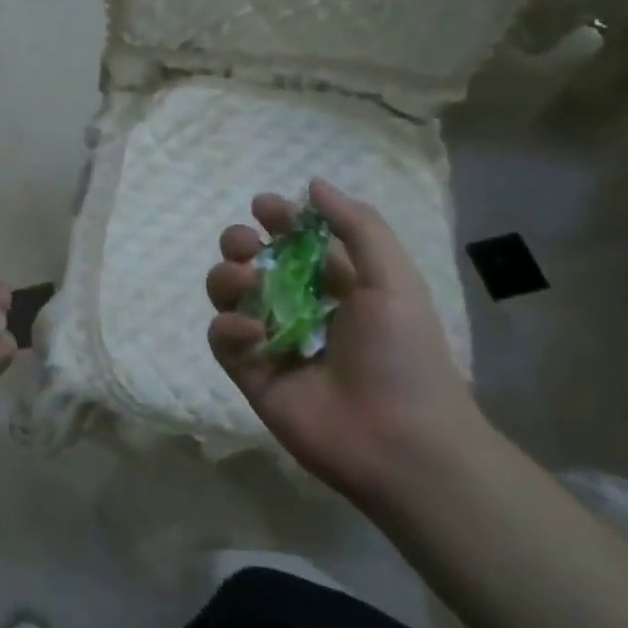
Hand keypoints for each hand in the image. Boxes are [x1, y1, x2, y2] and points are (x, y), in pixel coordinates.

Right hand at [205, 179, 483, 504]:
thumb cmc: (404, 354)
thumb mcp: (394, 279)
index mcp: (335, 285)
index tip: (264, 207)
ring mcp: (271, 341)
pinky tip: (252, 330)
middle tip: (246, 246)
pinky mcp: (250, 374)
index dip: (276, 218)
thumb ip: (356, 225)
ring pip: (228, 293)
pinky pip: (222, 337)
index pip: (293, 240)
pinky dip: (229, 325)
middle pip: (251, 262)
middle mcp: (298, 308)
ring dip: (228, 277)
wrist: (402, 443)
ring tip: (247, 281)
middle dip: (240, 244)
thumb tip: (312, 184)